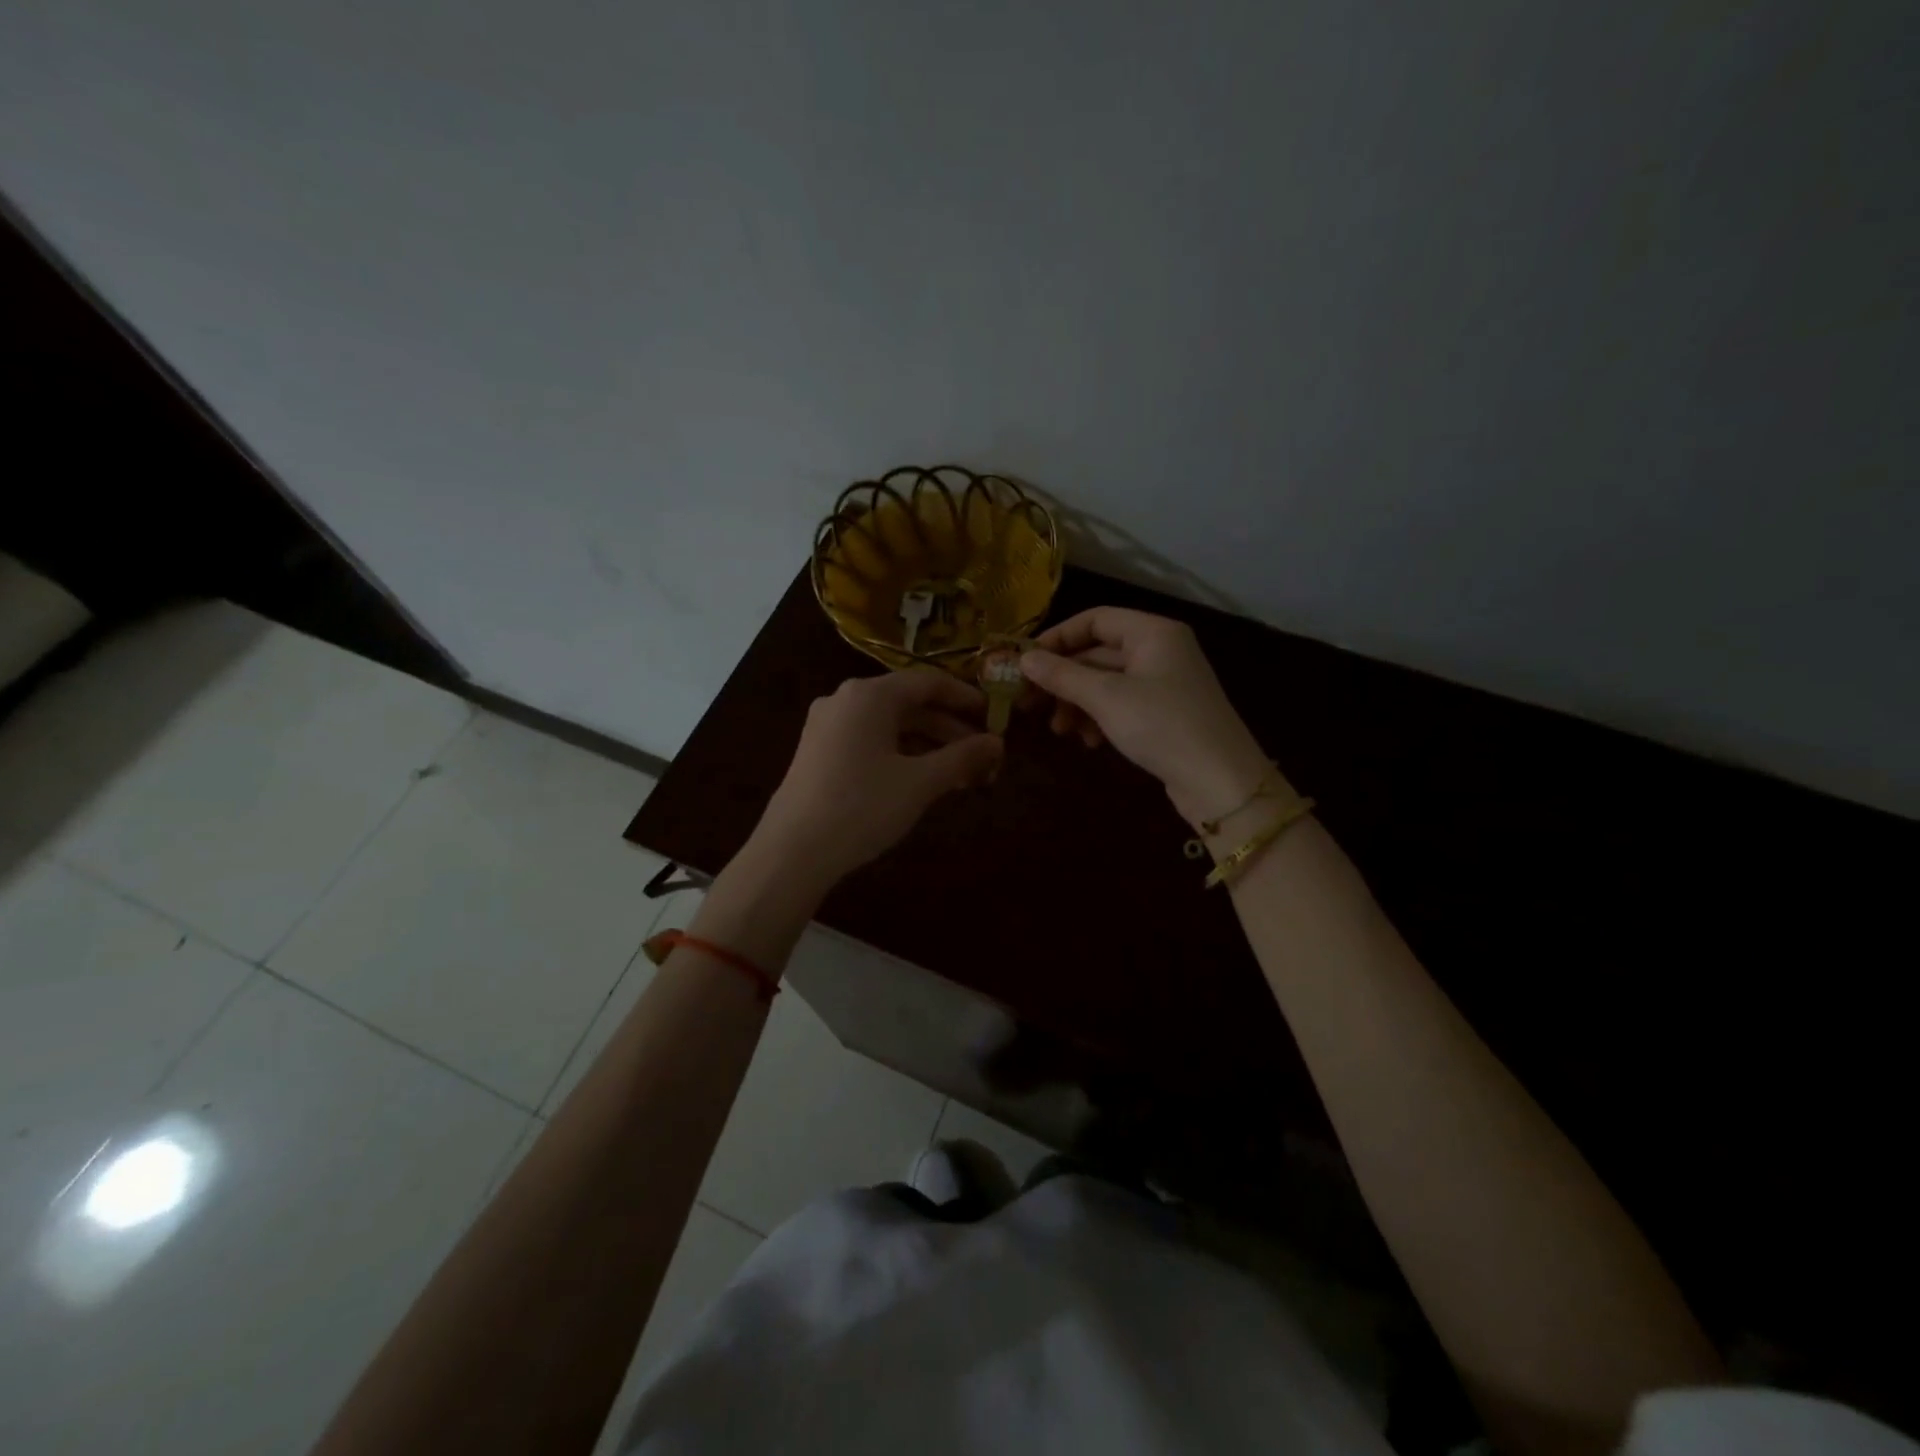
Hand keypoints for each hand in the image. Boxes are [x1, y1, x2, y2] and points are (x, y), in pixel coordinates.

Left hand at [747, 669, 1003, 891]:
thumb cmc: (862, 807)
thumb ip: (963, 757)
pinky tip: (921, 780)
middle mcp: (846, 699)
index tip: (994, 717)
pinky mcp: (818, 751)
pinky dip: (901, 754)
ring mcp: (827, 725)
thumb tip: (997, 742)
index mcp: (870, 694)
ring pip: (890, 726)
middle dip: (950, 730)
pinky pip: (870, 740)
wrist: (793, 851)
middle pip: (909, 704)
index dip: (966, 698)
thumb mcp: (920, 782)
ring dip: (928, 745)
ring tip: (960, 775)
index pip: (929, 682)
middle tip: (984, 756)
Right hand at [1019, 607, 1274, 826]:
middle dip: (1064, 679)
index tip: (1026, 663)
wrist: (1221, 782)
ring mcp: (1165, 682)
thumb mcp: (1106, 698)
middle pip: (1098, 653)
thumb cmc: (1162, 726)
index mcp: (1153, 632)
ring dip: (1078, 703)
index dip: (1058, 638)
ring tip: (1059, 731)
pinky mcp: (1165, 713)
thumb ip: (1062, 675)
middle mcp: (1160, 650)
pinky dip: (1099, 718)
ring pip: (1107, 682)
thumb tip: (1023, 657)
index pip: (1095, 619)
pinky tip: (1089, 742)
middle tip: (1030, 704)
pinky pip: (1121, 704)